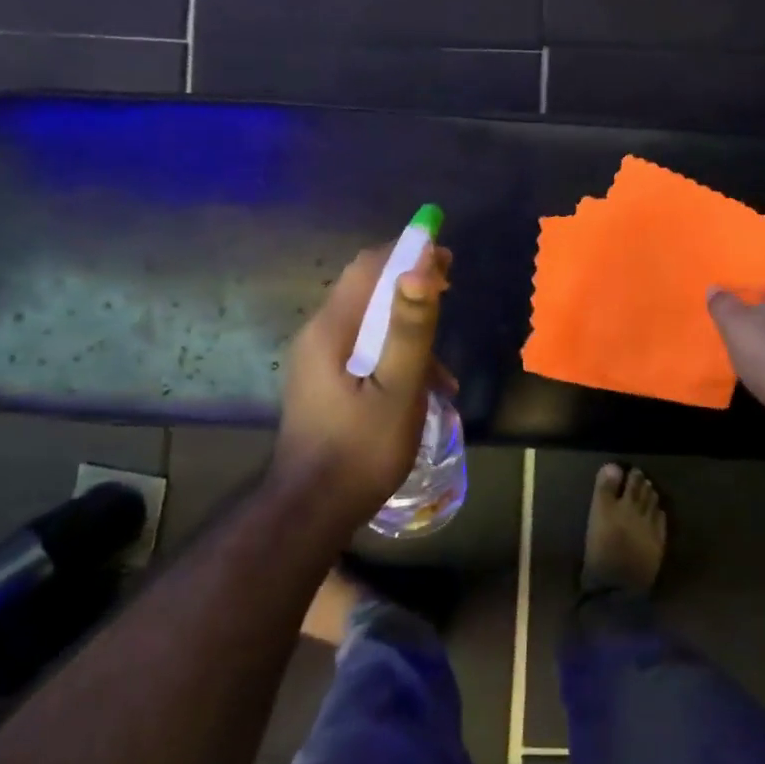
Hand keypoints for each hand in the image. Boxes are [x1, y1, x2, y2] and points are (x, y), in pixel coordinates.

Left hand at [271, 243, 453, 528]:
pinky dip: (394, 357)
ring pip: (367, 325)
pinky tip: (423, 390)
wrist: (312, 510)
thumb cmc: (360, 449)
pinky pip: (363, 352)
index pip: (369, 267)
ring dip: (408, 331)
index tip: (448, 257)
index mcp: (330, 329)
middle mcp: (317, 335)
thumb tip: (421, 266)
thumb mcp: (398, 389)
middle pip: (366, 291)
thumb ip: (410, 329)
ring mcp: (316, 362)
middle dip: (411, 286)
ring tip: (445, 367)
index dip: (409, 252)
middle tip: (451, 291)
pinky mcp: (323, 384)